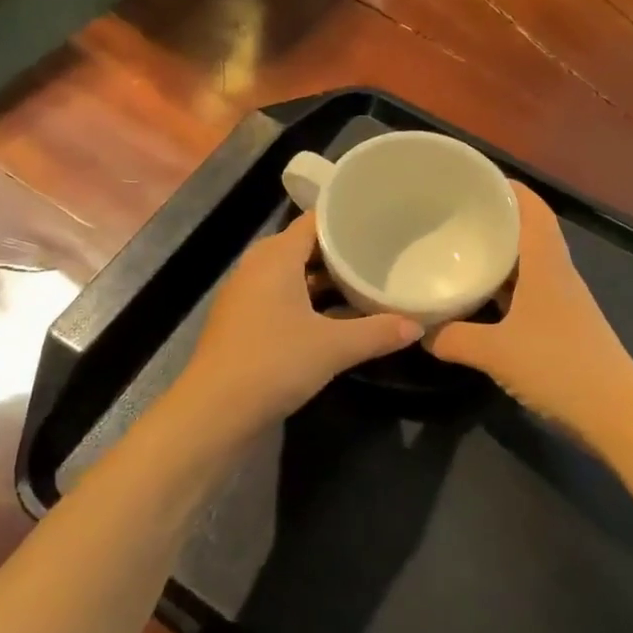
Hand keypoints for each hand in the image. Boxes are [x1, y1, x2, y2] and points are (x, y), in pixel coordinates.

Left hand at [174, 213, 421, 440]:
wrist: (214, 412)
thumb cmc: (274, 363)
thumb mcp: (334, 347)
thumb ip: (378, 332)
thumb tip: (418, 326)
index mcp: (275, 257)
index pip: (315, 221)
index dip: (347, 219)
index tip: (380, 221)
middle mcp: (258, 267)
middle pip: (306, 247)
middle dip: (342, 252)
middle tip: (382, 252)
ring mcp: (247, 296)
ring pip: (295, 275)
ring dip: (327, 280)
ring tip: (368, 281)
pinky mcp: (245, 322)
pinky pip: (284, 298)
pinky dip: (311, 301)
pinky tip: (339, 317)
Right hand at [424, 183, 632, 443]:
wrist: (615, 412)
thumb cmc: (558, 367)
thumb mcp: (495, 352)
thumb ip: (453, 339)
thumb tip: (418, 331)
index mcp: (546, 263)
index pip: (531, 207)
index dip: (506, 186)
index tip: (471, 179)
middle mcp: (556, 273)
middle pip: (527, 230)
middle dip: (493, 218)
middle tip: (452, 214)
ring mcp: (561, 300)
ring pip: (526, 263)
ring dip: (498, 254)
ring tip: (458, 249)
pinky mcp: (560, 324)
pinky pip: (526, 291)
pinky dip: (503, 287)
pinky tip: (477, 299)